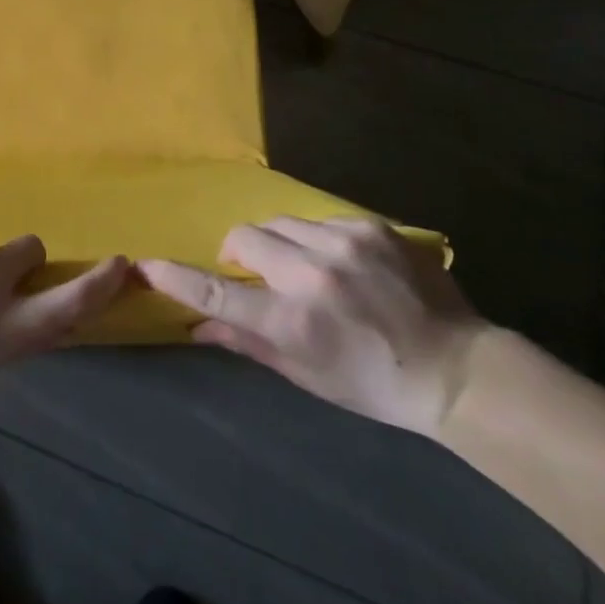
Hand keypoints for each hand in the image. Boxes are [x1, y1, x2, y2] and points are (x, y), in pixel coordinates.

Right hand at [138, 217, 485, 435]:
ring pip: (279, 222)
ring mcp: (344, 244)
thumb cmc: (373, 384)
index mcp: (293, 322)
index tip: (147, 264)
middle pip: (244, 238)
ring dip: (277, 242)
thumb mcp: (306, 374)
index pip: (217, 293)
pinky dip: (316, 238)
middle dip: (239, 253)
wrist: (457, 368)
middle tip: (257, 274)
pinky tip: (342, 263)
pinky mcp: (371, 227)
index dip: (176, 277)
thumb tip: (197, 325)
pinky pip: (319, 219)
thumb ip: (248, 342)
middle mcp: (312, 275)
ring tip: (303, 267)